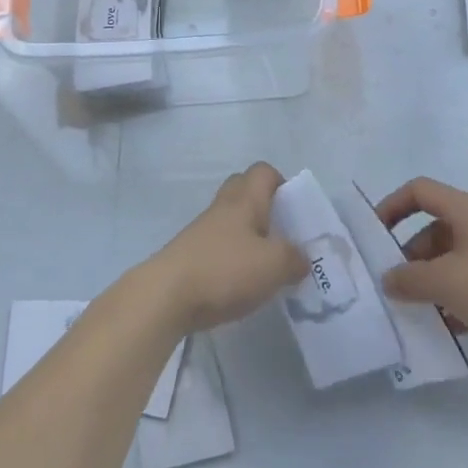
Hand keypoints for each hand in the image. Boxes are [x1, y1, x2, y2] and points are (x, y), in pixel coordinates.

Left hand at [146, 162, 308, 333]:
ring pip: (231, 220)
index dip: (282, 183)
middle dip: (265, 207)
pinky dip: (233, 257)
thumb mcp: (273, 266)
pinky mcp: (190, 256)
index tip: (295, 210)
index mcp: (244, 200)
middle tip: (282, 234)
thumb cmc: (224, 270)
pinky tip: (242, 284)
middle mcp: (222, 208)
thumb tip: (301, 258)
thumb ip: (294, 258)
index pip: (263, 171)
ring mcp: (202, 231)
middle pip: (244, 190)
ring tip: (267, 266)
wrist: (165, 295)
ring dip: (249, 236)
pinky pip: (219, 246)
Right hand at [377, 176, 467, 358]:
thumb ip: (409, 279)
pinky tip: (450, 325)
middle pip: (436, 227)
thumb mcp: (446, 283)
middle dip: (412, 255)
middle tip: (398, 285)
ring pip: (456, 256)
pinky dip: (458, 295)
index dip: (393, 206)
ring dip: (434, 279)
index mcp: (467, 209)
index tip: (376, 236)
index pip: (419, 191)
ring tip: (420, 310)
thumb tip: (389, 279)